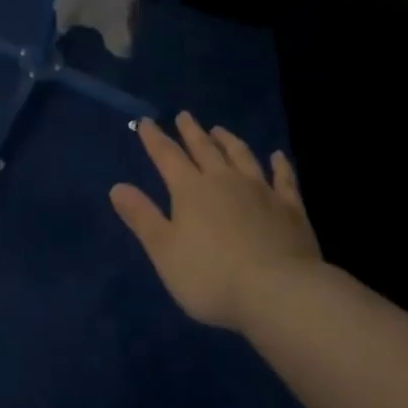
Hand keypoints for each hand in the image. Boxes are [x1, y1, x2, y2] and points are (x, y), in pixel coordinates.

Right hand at [110, 112, 320, 331]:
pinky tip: (277, 156)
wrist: (278, 292)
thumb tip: (117, 187)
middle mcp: (224, 180)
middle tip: (184, 115)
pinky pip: (284, 179)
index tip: (146, 122)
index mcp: (191, 190)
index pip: (167, 156)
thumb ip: (142, 217)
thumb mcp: (164, 251)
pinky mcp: (290, 208)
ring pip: (242, 156)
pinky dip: (280, 165)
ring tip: (220, 129)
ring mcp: (261, 191)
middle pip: (205, 149)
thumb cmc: (211, 276)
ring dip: (229, 141)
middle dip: (192, 132)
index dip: (154, 138)